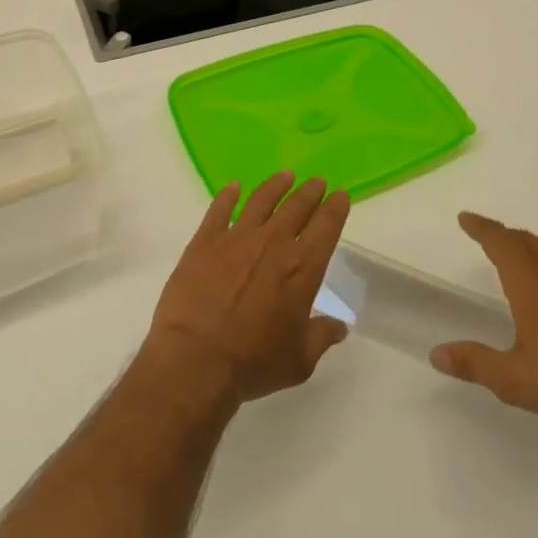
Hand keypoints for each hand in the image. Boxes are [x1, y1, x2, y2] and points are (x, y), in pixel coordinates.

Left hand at [142, 172, 351, 407]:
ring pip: (262, 199)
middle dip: (310, 191)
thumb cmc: (254, 362)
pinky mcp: (206, 239)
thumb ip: (321, 336)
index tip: (340, 195)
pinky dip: (228, 195)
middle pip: (296, 206)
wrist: (197, 358)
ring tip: (285, 176)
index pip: (326, 228)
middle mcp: (273, 243)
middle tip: (317, 181)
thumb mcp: (299, 361)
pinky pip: (220, 208)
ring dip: (276, 185)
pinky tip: (234, 187)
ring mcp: (237, 237)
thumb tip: (339, 325)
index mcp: (301, 269)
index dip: (335, 208)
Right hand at [430, 212, 537, 433]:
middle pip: (528, 241)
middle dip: (507, 238)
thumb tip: (436, 354)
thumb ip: (474, 363)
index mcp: (529, 280)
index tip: (466, 218)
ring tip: (533, 266)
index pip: (498, 241)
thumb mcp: (514, 380)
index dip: (481, 227)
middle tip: (495, 241)